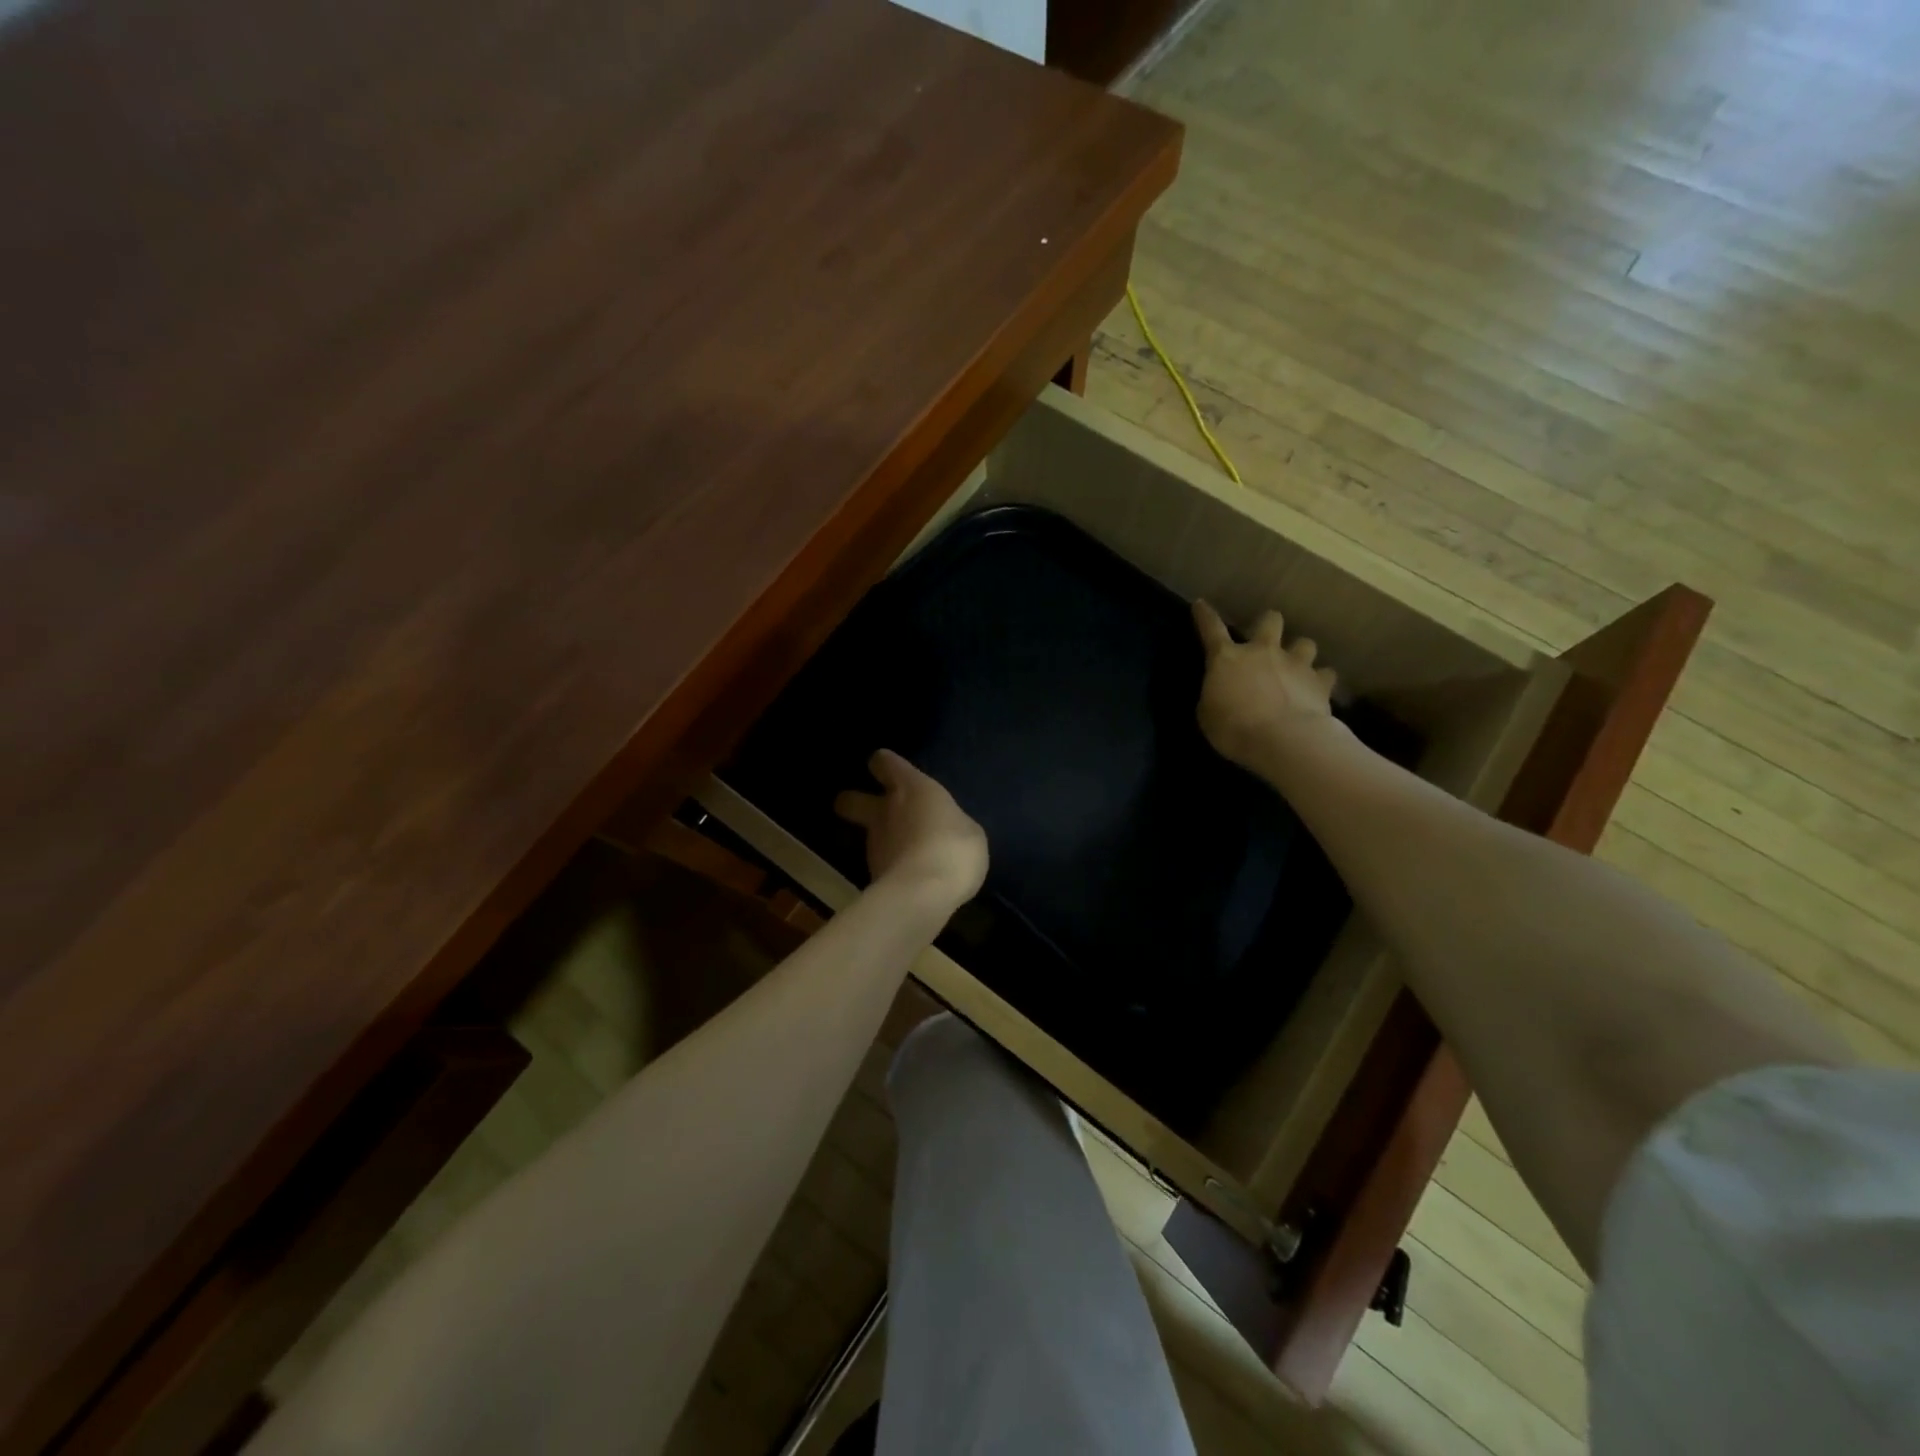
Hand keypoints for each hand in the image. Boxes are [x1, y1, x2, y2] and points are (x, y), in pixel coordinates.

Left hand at [834, 750, 987, 911]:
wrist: (922, 895)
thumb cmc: (953, 849)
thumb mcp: (969, 831)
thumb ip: (951, 823)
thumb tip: (944, 828)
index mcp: (911, 788)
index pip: (884, 763)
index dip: (884, 764)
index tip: (887, 768)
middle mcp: (885, 811)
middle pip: (849, 799)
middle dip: (853, 801)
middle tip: (869, 808)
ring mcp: (874, 845)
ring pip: (865, 834)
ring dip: (879, 839)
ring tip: (903, 851)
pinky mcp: (872, 876)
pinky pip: (881, 864)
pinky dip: (890, 868)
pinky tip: (909, 877)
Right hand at [1192, 600, 1341, 775]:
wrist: (1283, 741)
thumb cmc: (1234, 729)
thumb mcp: (1207, 715)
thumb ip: (1214, 696)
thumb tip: (1221, 692)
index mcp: (1228, 659)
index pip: (1211, 629)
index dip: (1204, 615)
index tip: (1201, 604)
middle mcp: (1263, 652)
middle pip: (1270, 620)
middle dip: (1268, 624)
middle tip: (1266, 637)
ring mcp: (1296, 664)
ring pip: (1305, 643)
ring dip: (1299, 651)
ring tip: (1297, 665)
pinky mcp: (1320, 683)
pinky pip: (1325, 674)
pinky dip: (1321, 680)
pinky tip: (1317, 689)